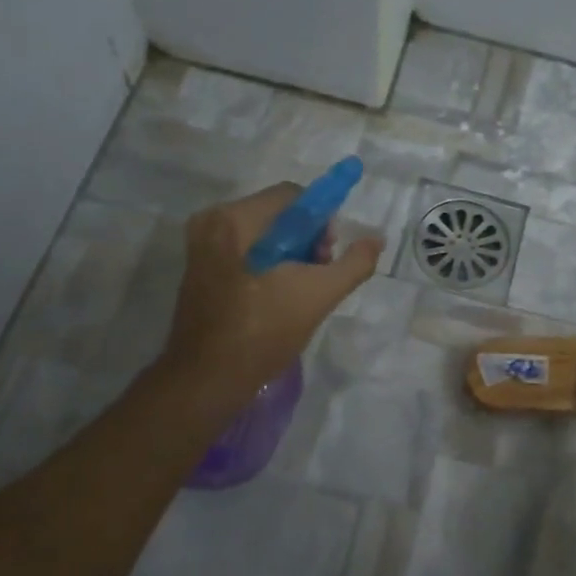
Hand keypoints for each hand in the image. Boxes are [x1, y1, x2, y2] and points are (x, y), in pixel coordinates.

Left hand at [161, 183, 382, 412]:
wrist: (207, 379)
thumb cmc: (262, 332)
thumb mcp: (319, 295)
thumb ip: (354, 263)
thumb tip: (376, 239)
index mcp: (235, 219)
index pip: (294, 196)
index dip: (321, 222)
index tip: (327, 256)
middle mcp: (212, 222)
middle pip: (279, 214)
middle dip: (306, 241)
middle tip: (316, 276)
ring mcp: (201, 245)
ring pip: (263, 234)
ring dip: (290, 255)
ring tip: (299, 292)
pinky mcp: (199, 268)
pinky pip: (246, 250)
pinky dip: (268, 265)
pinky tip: (277, 297)